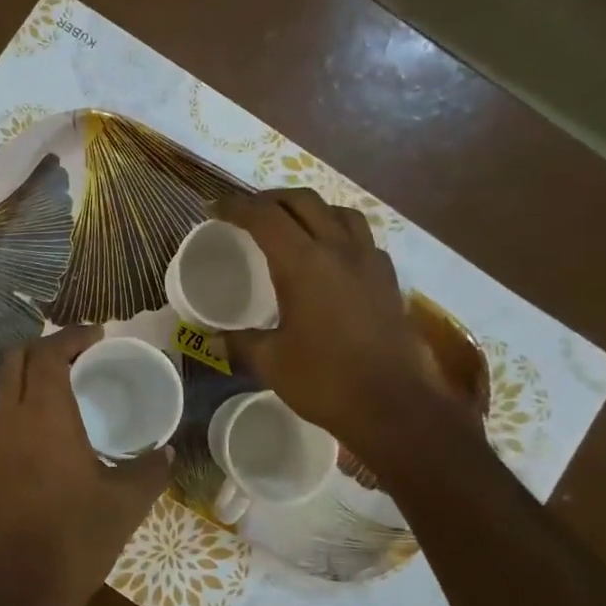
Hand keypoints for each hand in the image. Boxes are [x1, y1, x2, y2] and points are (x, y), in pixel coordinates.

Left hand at [0, 325, 172, 605]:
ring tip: (65, 390)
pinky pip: (1, 423)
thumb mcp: (126, 504)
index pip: (48, 354)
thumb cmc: (76, 539)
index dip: (72, 335)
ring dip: (30, 379)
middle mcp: (9, 421)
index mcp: (44, 416)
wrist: (20, 594)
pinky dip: (22, 410)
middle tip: (79, 354)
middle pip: (15, 361)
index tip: (97, 334)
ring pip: (3, 391)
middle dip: (44, 347)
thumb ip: (150, 470)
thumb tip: (165, 452)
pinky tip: (48, 436)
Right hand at [213, 189, 477, 480]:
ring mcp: (369, 261)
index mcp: (302, 264)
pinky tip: (331, 254)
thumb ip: (240, 343)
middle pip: (302, 201)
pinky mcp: (388, 278)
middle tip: (247, 212)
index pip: (264, 217)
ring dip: (309, 208)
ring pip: (338, 211)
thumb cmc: (325, 381)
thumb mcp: (271, 362)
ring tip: (291, 223)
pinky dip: (339, 231)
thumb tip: (211, 339)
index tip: (214, 209)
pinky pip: (362, 237)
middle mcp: (338, 250)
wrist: (394, 406)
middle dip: (270, 199)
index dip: (235, 207)